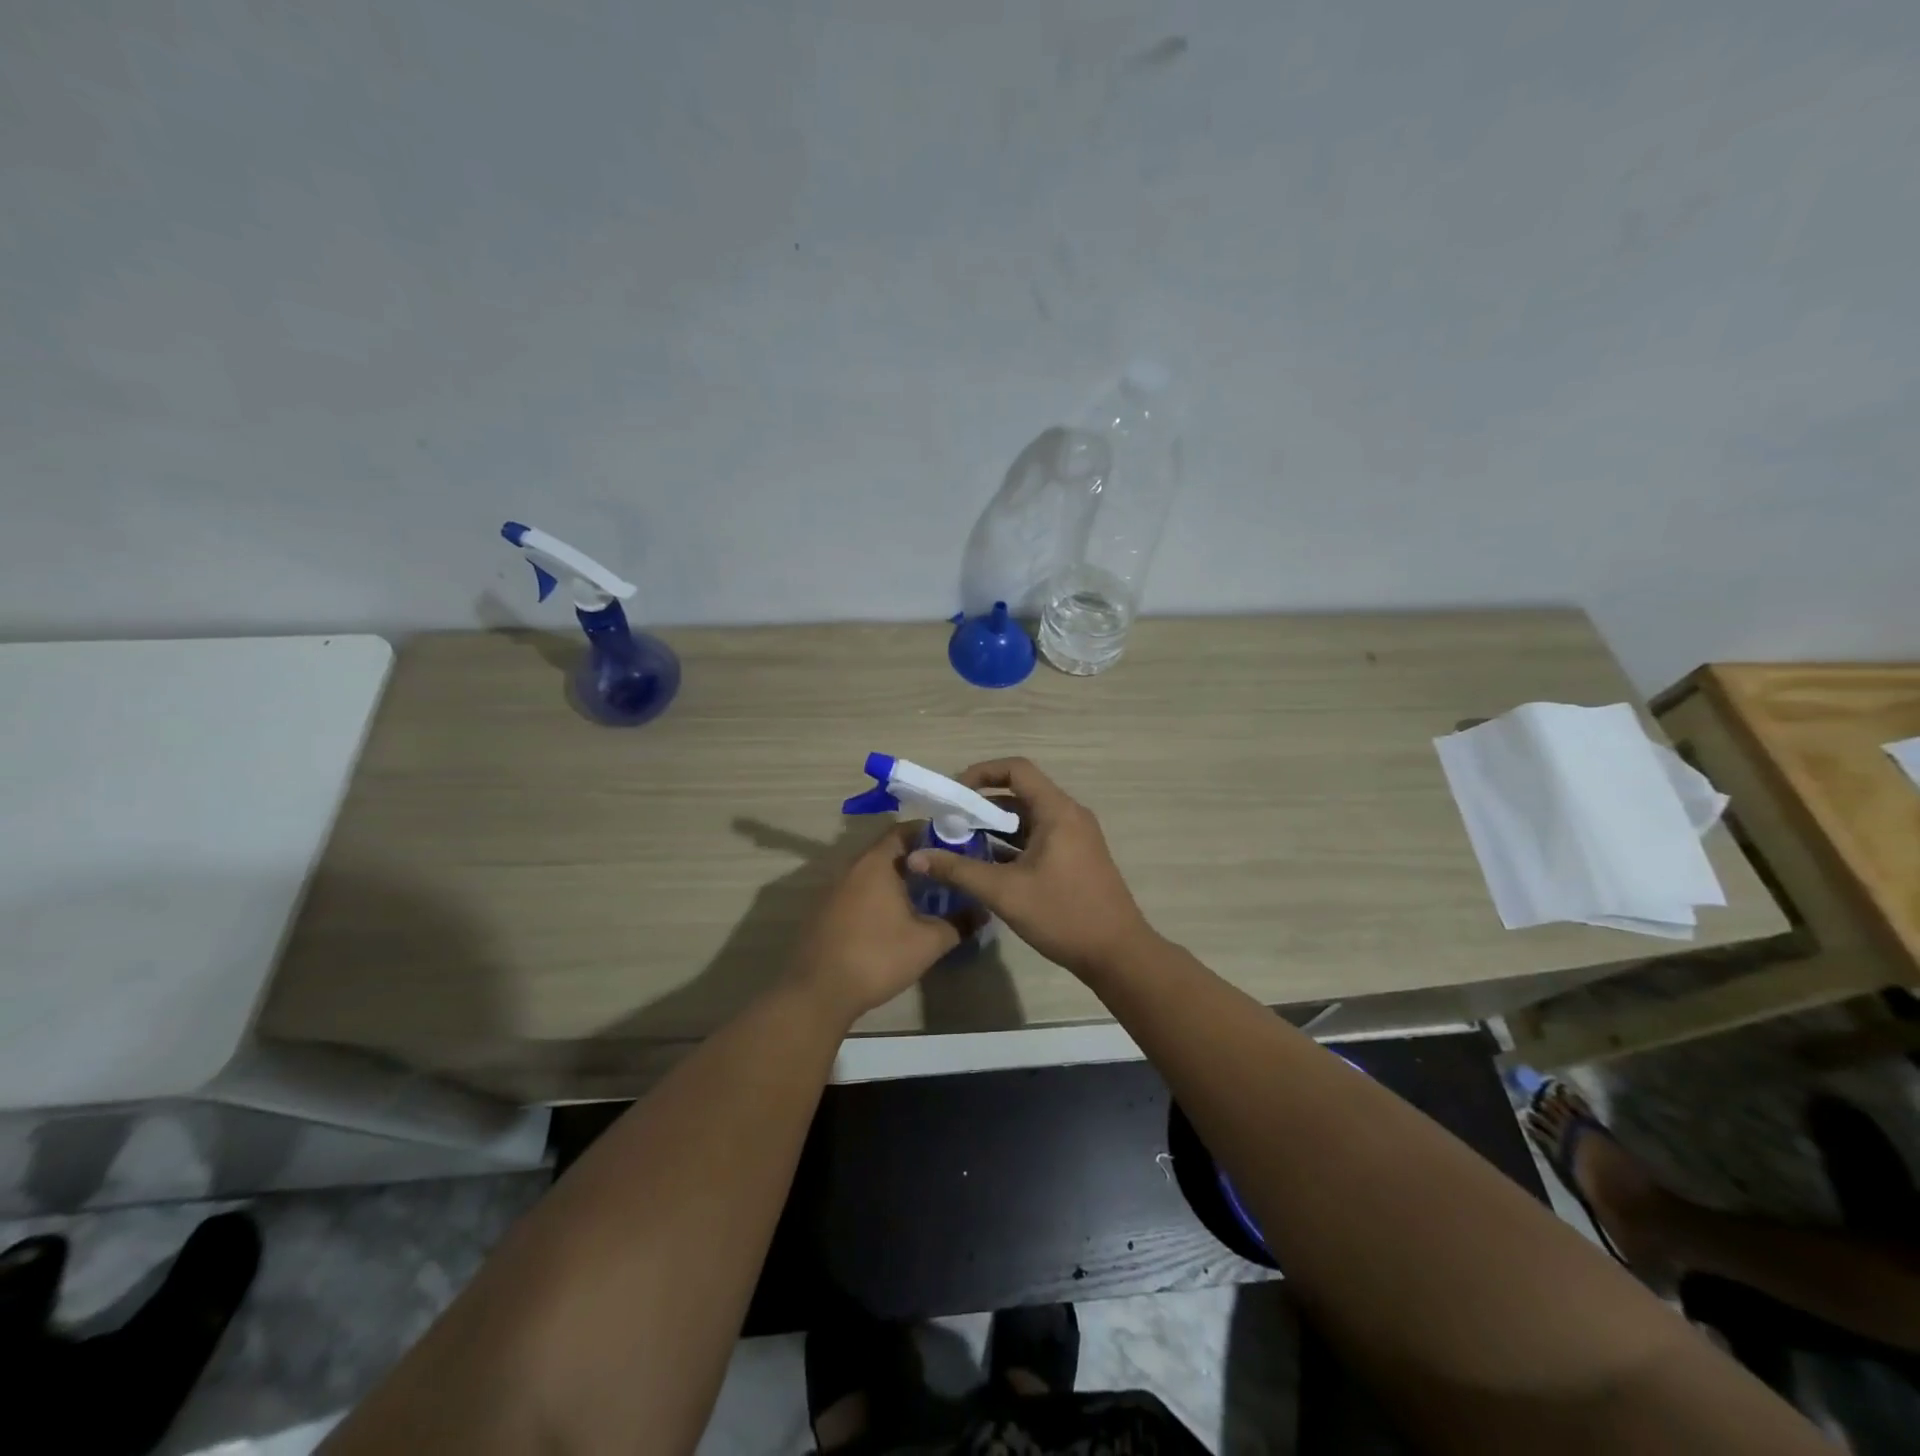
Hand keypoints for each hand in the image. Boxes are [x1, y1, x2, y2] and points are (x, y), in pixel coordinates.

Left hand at [788, 821, 969, 1023]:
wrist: (819, 992)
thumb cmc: (877, 956)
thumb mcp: (928, 942)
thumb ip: (959, 923)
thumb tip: (982, 911)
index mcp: (876, 863)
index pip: (904, 830)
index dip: (931, 833)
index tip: (955, 844)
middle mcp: (852, 867)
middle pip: (889, 851)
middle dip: (918, 858)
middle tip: (946, 871)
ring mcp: (835, 889)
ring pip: (873, 873)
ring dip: (898, 879)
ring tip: (927, 894)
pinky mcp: (827, 911)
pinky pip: (860, 891)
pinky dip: (880, 895)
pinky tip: (896, 917)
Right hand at [906, 758, 1153, 979]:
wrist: (1117, 954)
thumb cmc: (1063, 914)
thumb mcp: (1004, 892)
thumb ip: (958, 870)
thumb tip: (916, 857)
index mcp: (1057, 811)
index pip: (1016, 770)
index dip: (981, 773)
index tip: (953, 794)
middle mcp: (1069, 815)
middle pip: (1020, 793)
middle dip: (982, 804)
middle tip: (949, 822)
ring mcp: (1075, 837)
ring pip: (1029, 818)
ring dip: (996, 826)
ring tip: (960, 843)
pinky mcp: (1075, 858)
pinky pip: (1038, 837)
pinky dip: (1012, 844)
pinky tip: (986, 864)